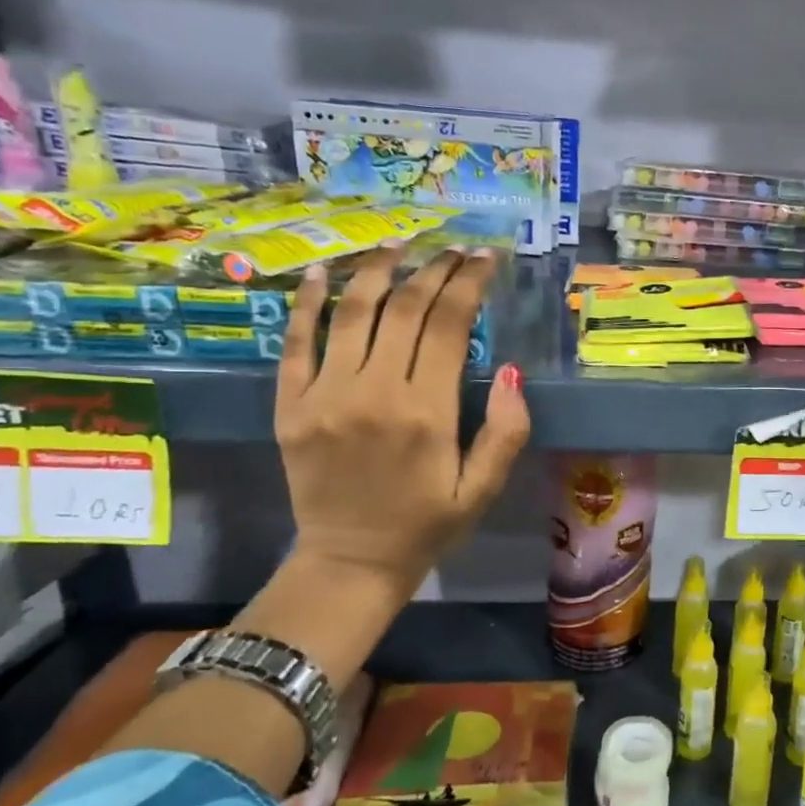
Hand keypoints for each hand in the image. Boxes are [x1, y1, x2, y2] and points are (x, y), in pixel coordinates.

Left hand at [274, 244, 529, 603]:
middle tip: (454, 248)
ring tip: (399, 243)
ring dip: (377, 270)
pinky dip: (308, 303)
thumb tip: (514, 373)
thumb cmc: (428, 525)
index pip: (449, 325)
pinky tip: (324, 273)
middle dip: (434, 269)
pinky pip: (296, 343)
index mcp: (427, 413)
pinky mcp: (290, 405)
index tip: (485, 258)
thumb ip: (505, 432)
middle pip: (404, 309)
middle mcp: (374, 393)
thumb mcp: (484, 489)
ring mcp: (325, 395)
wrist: (350, 562)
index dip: (469, 283)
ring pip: (352, 313)